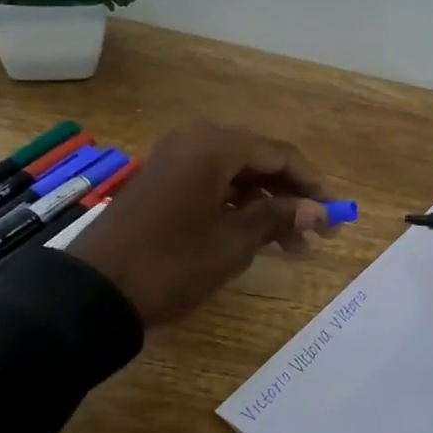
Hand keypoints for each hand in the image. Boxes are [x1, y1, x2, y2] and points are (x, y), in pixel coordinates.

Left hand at [71, 122, 332, 328]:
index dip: (313, 184)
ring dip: (267, 207)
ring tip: (293, 248)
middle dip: (292, 197)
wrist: (95, 291)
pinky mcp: (163, 183)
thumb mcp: (233, 243)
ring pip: (237, 176)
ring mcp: (175, 161)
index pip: (280, 154)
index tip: (337, 213)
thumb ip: (278, 218)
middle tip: (319, 233)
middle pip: (259, 161)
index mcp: (214, 146)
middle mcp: (195, 141)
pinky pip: (213, 185)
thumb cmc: (172, 263)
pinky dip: (239, 208)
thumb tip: (319, 211)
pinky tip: (257, 237)